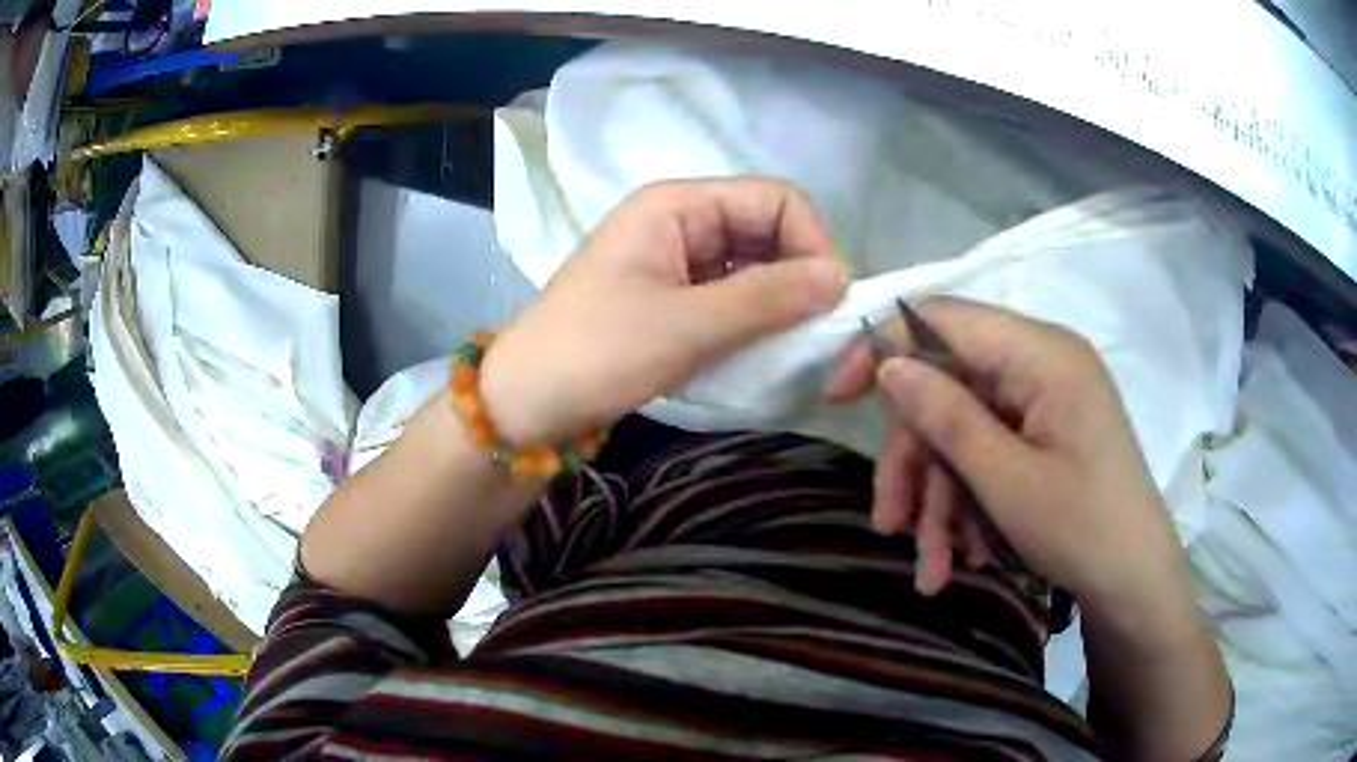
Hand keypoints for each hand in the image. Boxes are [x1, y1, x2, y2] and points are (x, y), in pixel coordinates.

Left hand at [482, 177, 848, 446]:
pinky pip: (732, 296)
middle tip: (818, 333)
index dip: (812, 242)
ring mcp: (677, 260)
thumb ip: (767, 298)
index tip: (831, 302)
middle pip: (768, 230)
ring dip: (780, 302)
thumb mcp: (685, 326)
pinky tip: (762, 351)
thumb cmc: (595, 353)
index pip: (775, 199)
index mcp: (678, 204)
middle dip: (800, 275)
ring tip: (792, 347)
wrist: (525, 404)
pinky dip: (755, 320)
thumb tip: (841, 278)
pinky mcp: (674, 297)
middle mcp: (681, 220)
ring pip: (754, 266)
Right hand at [823, 299, 1189, 611]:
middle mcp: (1043, 364)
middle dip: (917, 462)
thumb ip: (947, 415)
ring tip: (932, 568)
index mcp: (1042, 354)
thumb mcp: (1006, 481)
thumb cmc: (1083, 529)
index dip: (884, 348)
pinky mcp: (1047, 434)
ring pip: (966, 432)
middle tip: (889, 524)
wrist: (1136, 583)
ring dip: (941, 499)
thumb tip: (889, 366)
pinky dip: (970, 502)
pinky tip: (965, 555)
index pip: (944, 319)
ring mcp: (1046, 401)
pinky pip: (991, 453)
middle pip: (950, 389)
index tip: (837, 396)